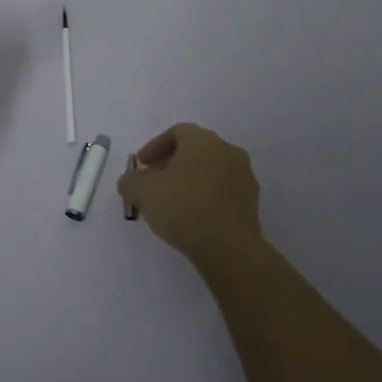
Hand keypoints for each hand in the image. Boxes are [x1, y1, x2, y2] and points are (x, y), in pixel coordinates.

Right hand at [118, 123, 262, 268]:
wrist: (230, 249)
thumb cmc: (184, 209)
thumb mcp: (143, 192)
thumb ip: (130, 181)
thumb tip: (130, 182)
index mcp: (204, 141)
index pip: (176, 132)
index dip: (154, 147)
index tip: (141, 166)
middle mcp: (228, 151)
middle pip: (194, 150)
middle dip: (169, 164)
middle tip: (152, 183)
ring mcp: (243, 176)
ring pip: (209, 170)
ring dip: (188, 180)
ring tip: (170, 202)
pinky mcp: (251, 201)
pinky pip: (221, 189)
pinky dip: (204, 195)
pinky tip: (191, 215)